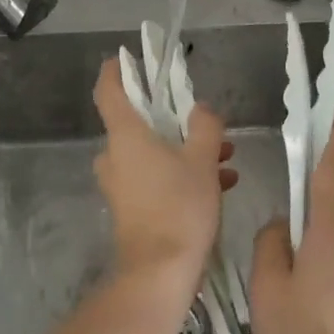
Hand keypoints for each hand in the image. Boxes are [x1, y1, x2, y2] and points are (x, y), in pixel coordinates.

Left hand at [92, 57, 232, 287]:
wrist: (159, 274)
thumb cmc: (179, 208)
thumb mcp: (203, 161)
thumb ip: (205, 127)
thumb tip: (201, 110)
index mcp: (125, 135)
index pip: (108, 91)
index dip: (114, 72)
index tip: (125, 59)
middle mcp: (115, 156)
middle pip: (137, 124)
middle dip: (173, 121)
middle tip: (205, 124)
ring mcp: (119, 184)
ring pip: (151, 154)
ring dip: (184, 151)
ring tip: (225, 160)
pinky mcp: (129, 209)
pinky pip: (154, 179)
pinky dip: (180, 176)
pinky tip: (219, 186)